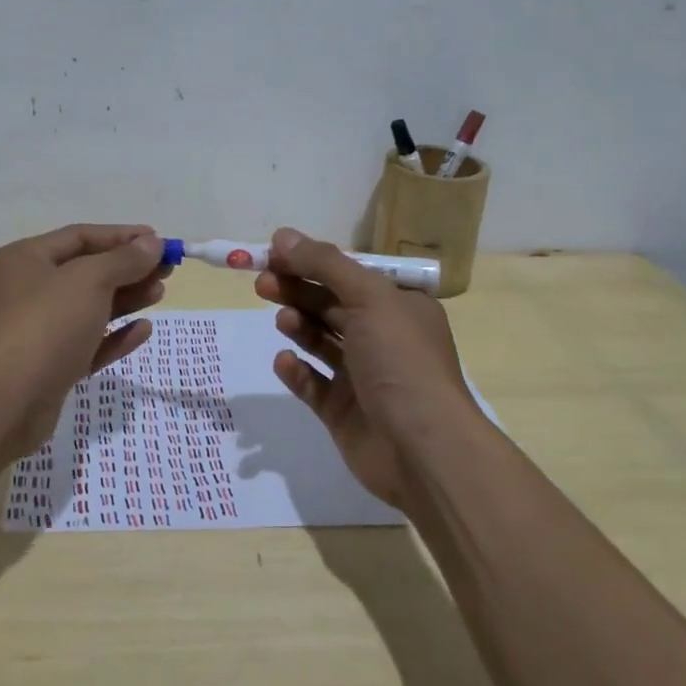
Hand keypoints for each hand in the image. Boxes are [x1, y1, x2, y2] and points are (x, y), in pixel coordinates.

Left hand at [0, 224, 168, 457]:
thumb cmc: (44, 325)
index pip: (80, 237)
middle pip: (86, 272)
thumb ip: (124, 260)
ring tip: (160, 293)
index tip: (159, 240)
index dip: (121, 236)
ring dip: (125, 299)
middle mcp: (28, 290)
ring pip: (89, 308)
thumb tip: (152, 242)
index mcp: (26, 259)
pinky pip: (87, 344)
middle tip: (167, 270)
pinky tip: (143, 331)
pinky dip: (114, 336)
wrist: (2, 404)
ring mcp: (37, 331)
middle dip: (127, 269)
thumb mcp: (89, 281)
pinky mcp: (49, 368)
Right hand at [254, 227, 473, 506]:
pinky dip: (296, 371)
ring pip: (321, 341)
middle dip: (297, 290)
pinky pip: (312, 384)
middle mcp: (383, 337)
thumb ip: (324, 264)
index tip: (274, 254)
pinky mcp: (343, 411)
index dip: (312, 262)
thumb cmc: (401, 361)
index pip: (349, 275)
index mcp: (399, 306)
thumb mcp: (368, 297)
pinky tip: (284, 361)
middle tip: (263, 283)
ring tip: (282, 319)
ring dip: (298, 325)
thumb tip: (283, 235)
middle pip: (331, 304)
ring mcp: (363, 376)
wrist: (422, 450)